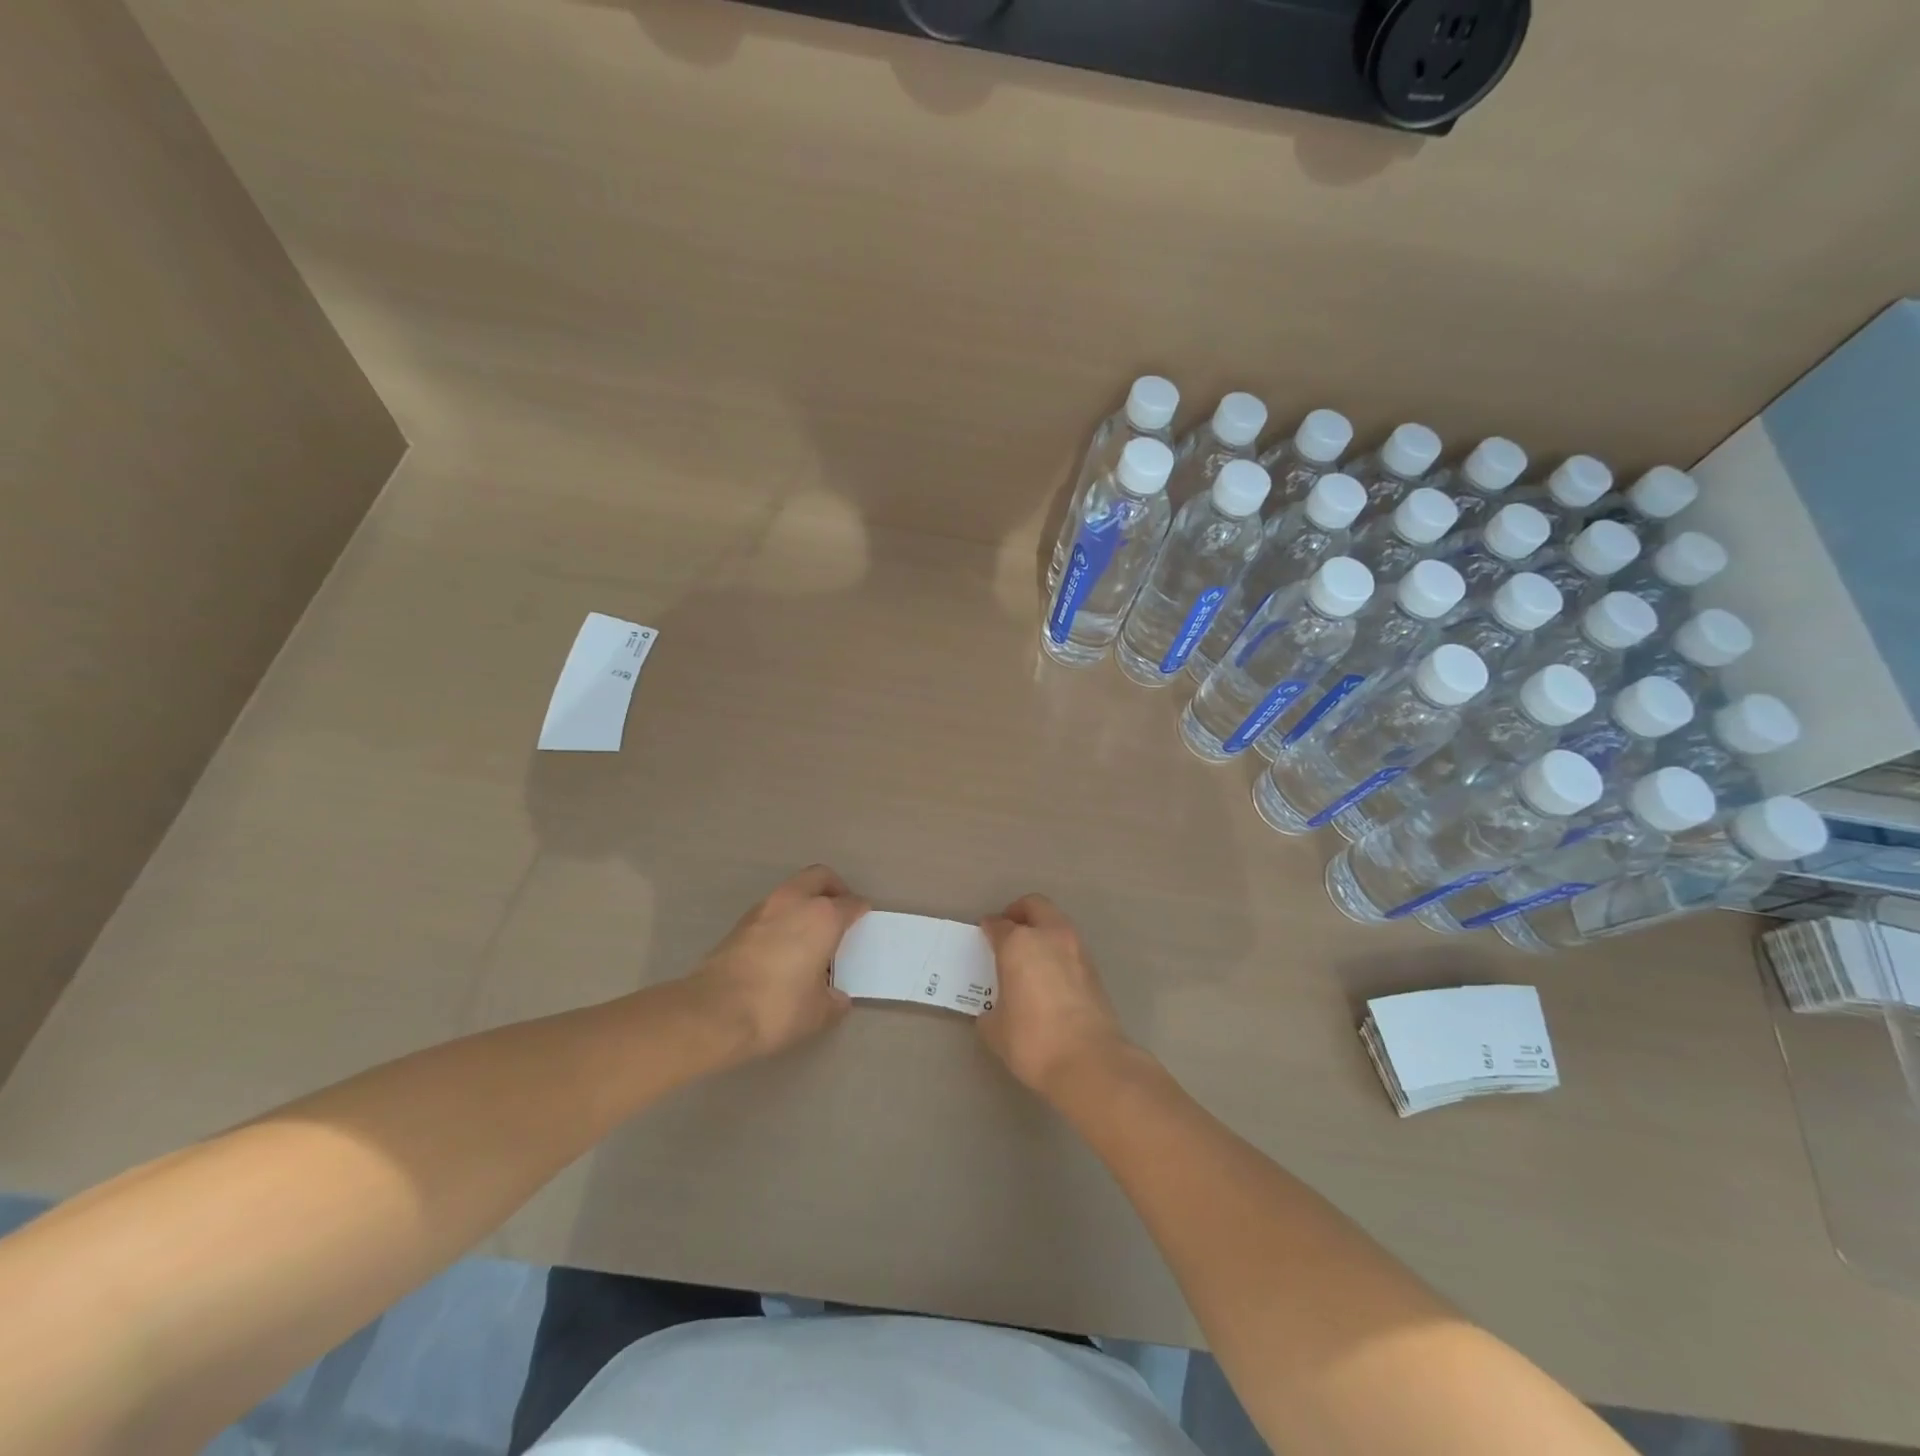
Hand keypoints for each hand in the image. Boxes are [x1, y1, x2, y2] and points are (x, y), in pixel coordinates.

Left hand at [684, 865, 866, 1060]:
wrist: (713, 1013)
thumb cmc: (777, 1008)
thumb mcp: (818, 1013)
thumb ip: (834, 1000)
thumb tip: (837, 997)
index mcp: (823, 917)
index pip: (851, 903)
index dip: (860, 911)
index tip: (864, 919)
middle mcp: (794, 902)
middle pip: (820, 877)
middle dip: (834, 888)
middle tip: (840, 911)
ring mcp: (763, 909)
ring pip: (792, 889)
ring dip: (805, 901)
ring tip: (811, 931)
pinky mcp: (740, 923)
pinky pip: (772, 909)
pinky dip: (784, 917)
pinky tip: (784, 945)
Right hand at [978, 894, 1132, 1099]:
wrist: (1090, 1061)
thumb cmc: (1033, 1040)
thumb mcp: (996, 1029)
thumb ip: (992, 1009)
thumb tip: (996, 1009)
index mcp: (1019, 944)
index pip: (999, 925)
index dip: (989, 928)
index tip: (984, 934)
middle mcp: (1050, 936)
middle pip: (1035, 906)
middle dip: (1019, 913)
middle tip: (1008, 930)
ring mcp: (1077, 950)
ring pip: (1057, 923)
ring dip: (1043, 930)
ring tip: (1029, 955)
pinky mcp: (1094, 970)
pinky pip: (1070, 947)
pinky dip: (1057, 952)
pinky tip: (1049, 976)